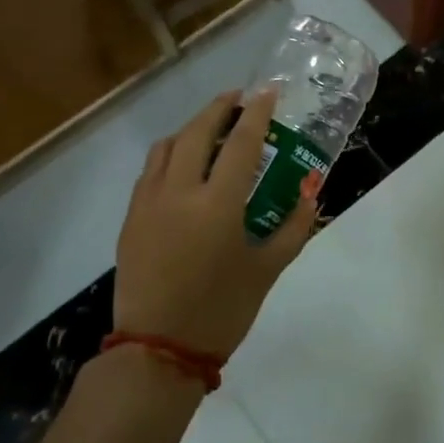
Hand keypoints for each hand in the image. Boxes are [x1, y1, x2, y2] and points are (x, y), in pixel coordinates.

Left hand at [112, 89, 318, 359]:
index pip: (241, 143)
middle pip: (196, 132)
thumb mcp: (267, 270)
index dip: (256, 113)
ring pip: (167, 147)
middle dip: (219, 108)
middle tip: (238, 99)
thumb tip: (312, 194)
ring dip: (191, 128)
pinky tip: (183, 165)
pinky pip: (150, 171)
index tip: (267, 92)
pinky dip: (170, 154)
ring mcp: (148, 203)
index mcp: (218, 205)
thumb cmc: (221, 311)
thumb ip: (292, 227)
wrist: (158, 349)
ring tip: (210, 128)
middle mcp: (179, 193)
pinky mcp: (131, 218)